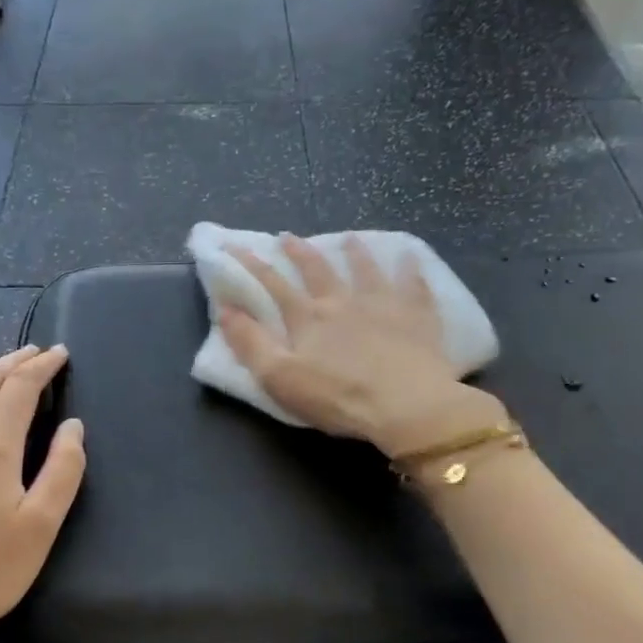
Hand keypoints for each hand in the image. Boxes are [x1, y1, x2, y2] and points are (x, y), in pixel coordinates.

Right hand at [220, 234, 505, 455]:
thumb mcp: (279, 378)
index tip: (234, 246)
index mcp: (308, 318)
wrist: (406, 405)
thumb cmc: (337, 397)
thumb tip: (225, 309)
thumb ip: (250, 343)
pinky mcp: (417, 317)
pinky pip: (414, 286)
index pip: (273, 285)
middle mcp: (343, 302)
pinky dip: (410, 269)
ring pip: (366, 271)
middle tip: (289, 236)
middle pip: (318, 270)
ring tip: (349, 239)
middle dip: (299, 252)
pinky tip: (410, 256)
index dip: (251, 265)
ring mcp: (383, 305)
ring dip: (355, 253)